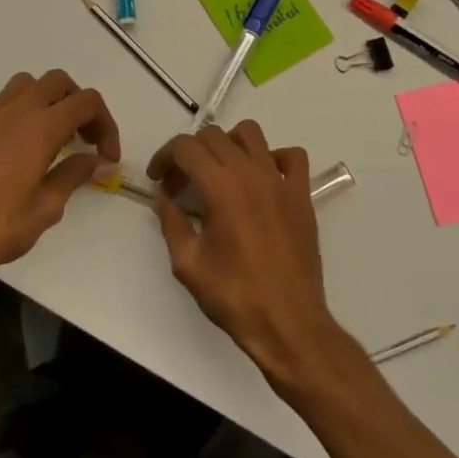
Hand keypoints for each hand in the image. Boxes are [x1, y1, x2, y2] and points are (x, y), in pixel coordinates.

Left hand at [0, 69, 120, 295]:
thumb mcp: (45, 209)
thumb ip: (73, 175)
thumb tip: (98, 160)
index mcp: (41, 128)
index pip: (87, 102)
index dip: (106, 123)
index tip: (107, 156)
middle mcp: (16, 111)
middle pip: (59, 82)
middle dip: (79, 104)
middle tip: (84, 139)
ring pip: (27, 84)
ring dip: (47, 100)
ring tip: (53, 134)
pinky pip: (0, 102)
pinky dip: (17, 110)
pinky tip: (17, 143)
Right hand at [148, 121, 340, 380]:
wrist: (288, 323)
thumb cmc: (234, 296)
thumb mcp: (188, 264)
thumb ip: (172, 224)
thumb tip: (163, 200)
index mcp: (221, 187)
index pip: (187, 147)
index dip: (165, 156)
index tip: (157, 179)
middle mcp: (251, 173)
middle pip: (214, 136)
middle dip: (190, 153)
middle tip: (180, 185)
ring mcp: (280, 181)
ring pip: (252, 134)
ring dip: (228, 144)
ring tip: (218, 173)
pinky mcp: (301, 195)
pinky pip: (291, 157)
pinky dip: (273, 158)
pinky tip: (260, 180)